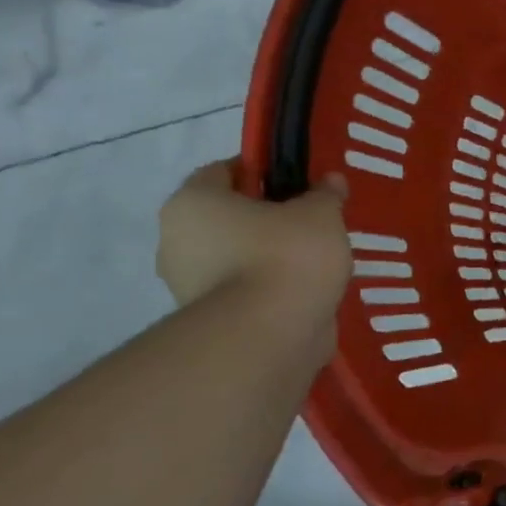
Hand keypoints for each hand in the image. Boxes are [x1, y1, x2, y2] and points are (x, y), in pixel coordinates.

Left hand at [156, 161, 351, 326]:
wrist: (268, 335)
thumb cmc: (287, 255)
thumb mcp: (320, 214)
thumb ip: (324, 194)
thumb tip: (329, 181)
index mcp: (193, 203)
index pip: (223, 171)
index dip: (262, 170)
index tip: (298, 181)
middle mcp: (176, 240)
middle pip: (227, 216)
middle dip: (266, 218)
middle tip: (310, 222)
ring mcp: (186, 284)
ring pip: (235, 256)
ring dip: (268, 256)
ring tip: (316, 261)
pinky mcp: (208, 319)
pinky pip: (243, 290)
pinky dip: (270, 287)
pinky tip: (305, 290)